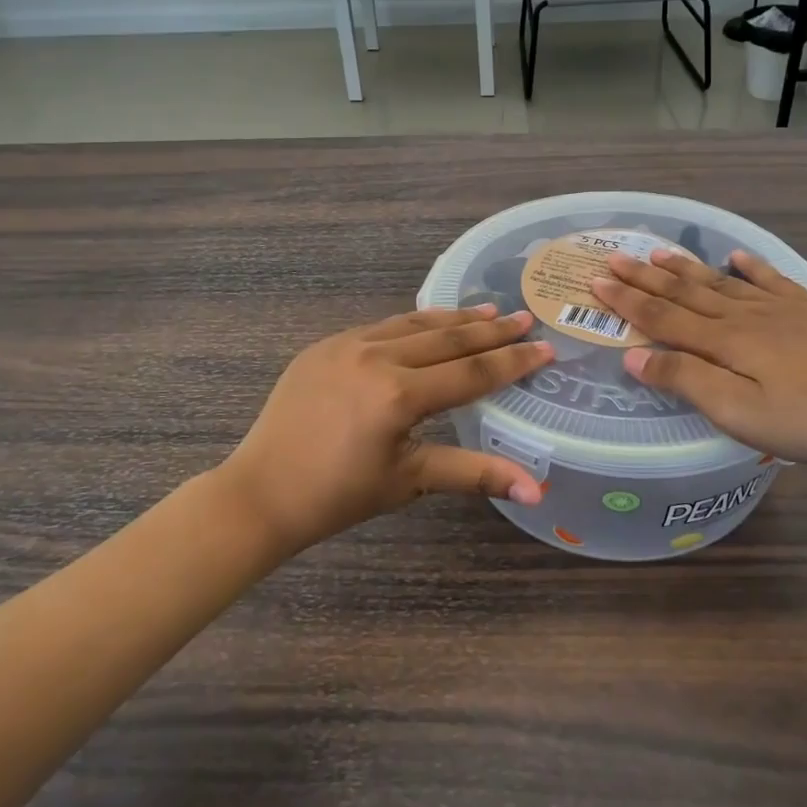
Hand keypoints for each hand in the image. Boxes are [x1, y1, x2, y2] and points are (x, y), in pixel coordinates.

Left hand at [218, 305, 553, 551]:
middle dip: (490, 330)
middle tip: (524, 318)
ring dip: (454, 319)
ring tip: (488, 310)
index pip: (471, 373)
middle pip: (447, 339)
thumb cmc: (338, 496)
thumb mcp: (410, 481)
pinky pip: (381, 327)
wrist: (261, 492)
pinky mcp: (325, 346)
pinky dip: (413, 325)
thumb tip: (536, 489)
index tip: (544, 348)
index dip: (512, 362)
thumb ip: (475, 474)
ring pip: (413, 324)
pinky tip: (429, 324)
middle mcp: (376, 358)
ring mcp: (347, 345)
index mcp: (399, 395)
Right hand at [589, 249, 806, 467]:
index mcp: (722, 342)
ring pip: (718, 282)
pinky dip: (747, 266)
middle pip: (684, 293)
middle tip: (614, 258)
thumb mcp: (739, 412)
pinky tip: (735, 257)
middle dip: (644, 278)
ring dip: (684, 268)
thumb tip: (634, 357)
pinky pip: (768, 279)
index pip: (661, 318)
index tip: (596, 283)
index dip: (626, 302)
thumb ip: (686, 381)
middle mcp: (742, 316)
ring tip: (657, 252)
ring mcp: (777, 308)